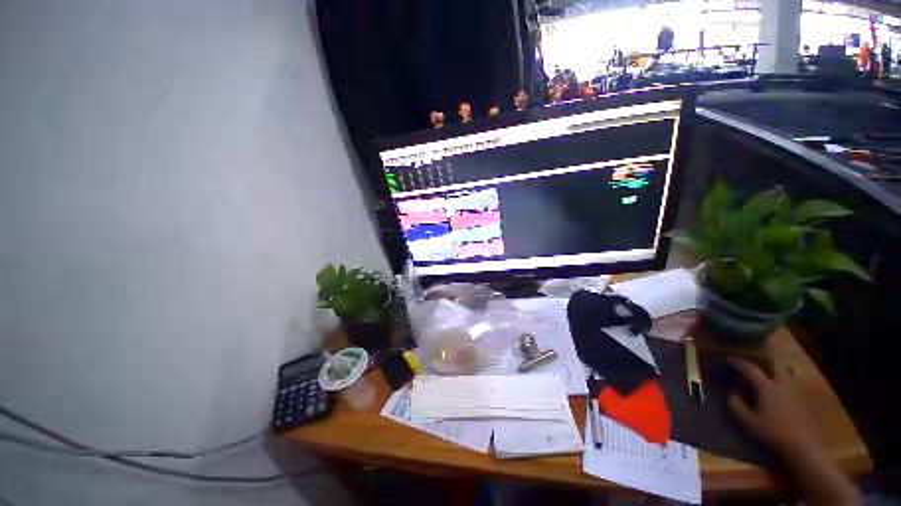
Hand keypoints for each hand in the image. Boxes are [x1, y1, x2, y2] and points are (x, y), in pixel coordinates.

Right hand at [727, 357, 822, 461]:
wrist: (805, 444)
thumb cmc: (774, 432)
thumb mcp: (750, 421)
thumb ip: (737, 406)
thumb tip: (731, 393)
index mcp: (766, 386)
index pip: (750, 368)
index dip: (738, 362)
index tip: (729, 359)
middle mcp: (782, 382)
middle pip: (773, 363)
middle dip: (763, 357)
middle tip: (753, 356)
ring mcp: (796, 388)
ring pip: (787, 369)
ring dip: (776, 366)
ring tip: (768, 367)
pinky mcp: (805, 395)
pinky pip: (794, 380)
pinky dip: (786, 376)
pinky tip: (782, 381)